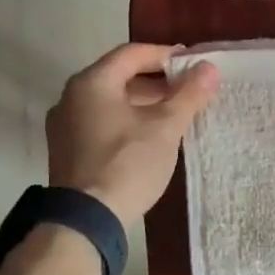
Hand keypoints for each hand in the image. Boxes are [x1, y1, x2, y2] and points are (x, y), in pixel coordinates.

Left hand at [46, 44, 219, 229]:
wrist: (86, 220)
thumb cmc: (127, 163)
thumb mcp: (165, 127)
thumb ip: (188, 95)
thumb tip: (209, 68)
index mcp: (92, 83)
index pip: (132, 53)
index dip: (165, 55)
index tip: (193, 64)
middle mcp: (71, 97)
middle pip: (119, 76)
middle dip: (157, 81)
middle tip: (189, 90)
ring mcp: (65, 126)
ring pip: (110, 102)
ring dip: (143, 102)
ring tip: (175, 114)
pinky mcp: (67, 151)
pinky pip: (101, 123)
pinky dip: (127, 121)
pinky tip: (150, 137)